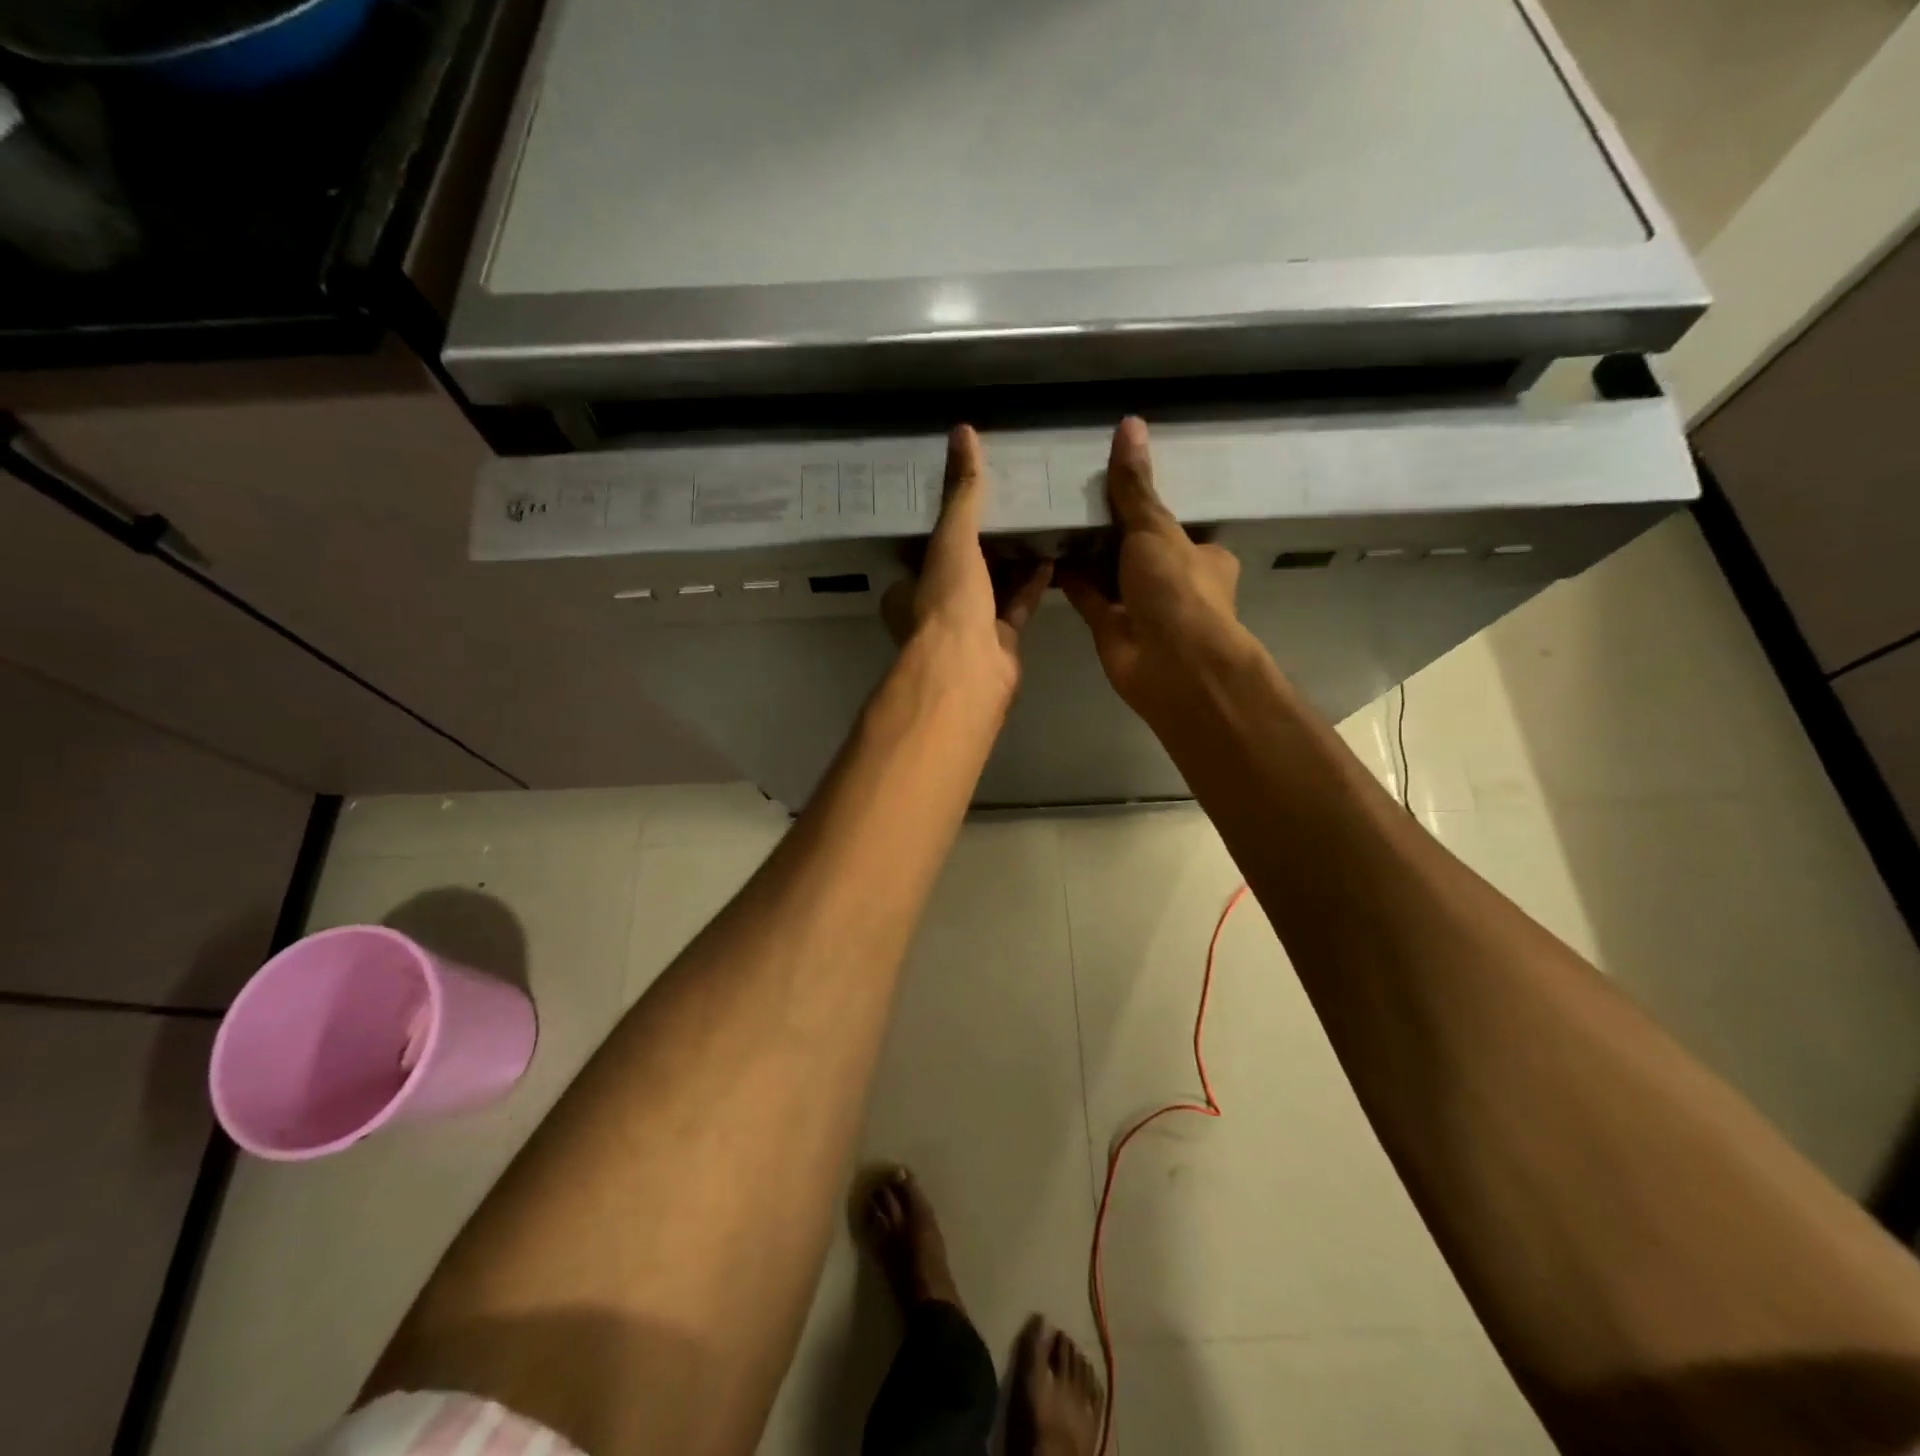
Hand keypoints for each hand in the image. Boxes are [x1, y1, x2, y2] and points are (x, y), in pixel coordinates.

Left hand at [883, 425, 1050, 701]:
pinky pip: (1016, 608)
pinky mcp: (1000, 644)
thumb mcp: (952, 538)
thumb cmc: (949, 601)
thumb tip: (962, 432)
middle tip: (1010, 509)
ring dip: (1011, 564)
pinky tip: (1051, 560)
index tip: (971, 502)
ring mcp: (968, 631)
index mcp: (909, 589)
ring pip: (991, 590)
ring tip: (1035, 528)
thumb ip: (961, 492)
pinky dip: (1031, 586)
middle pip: (962, 571)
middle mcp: (935, 610)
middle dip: (985, 545)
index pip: (926, 551)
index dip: (947, 527)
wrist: (969, 669)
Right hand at [1061, 417, 1249, 718]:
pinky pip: (1087, 597)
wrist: (1170, 663)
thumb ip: (1135, 486)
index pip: (1173, 525)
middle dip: (1110, 529)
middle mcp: (1172, 582)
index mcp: (1201, 556)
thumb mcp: (1157, 529)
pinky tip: (1046, 554)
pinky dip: (1070, 579)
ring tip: (1053, 517)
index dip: (1147, 505)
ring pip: (1110, 573)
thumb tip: (1130, 423)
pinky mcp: (1111, 628)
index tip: (1115, 481)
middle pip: (1137, 548)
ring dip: (1087, 553)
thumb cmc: (1177, 589)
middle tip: (1073, 494)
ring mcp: (1140, 607)